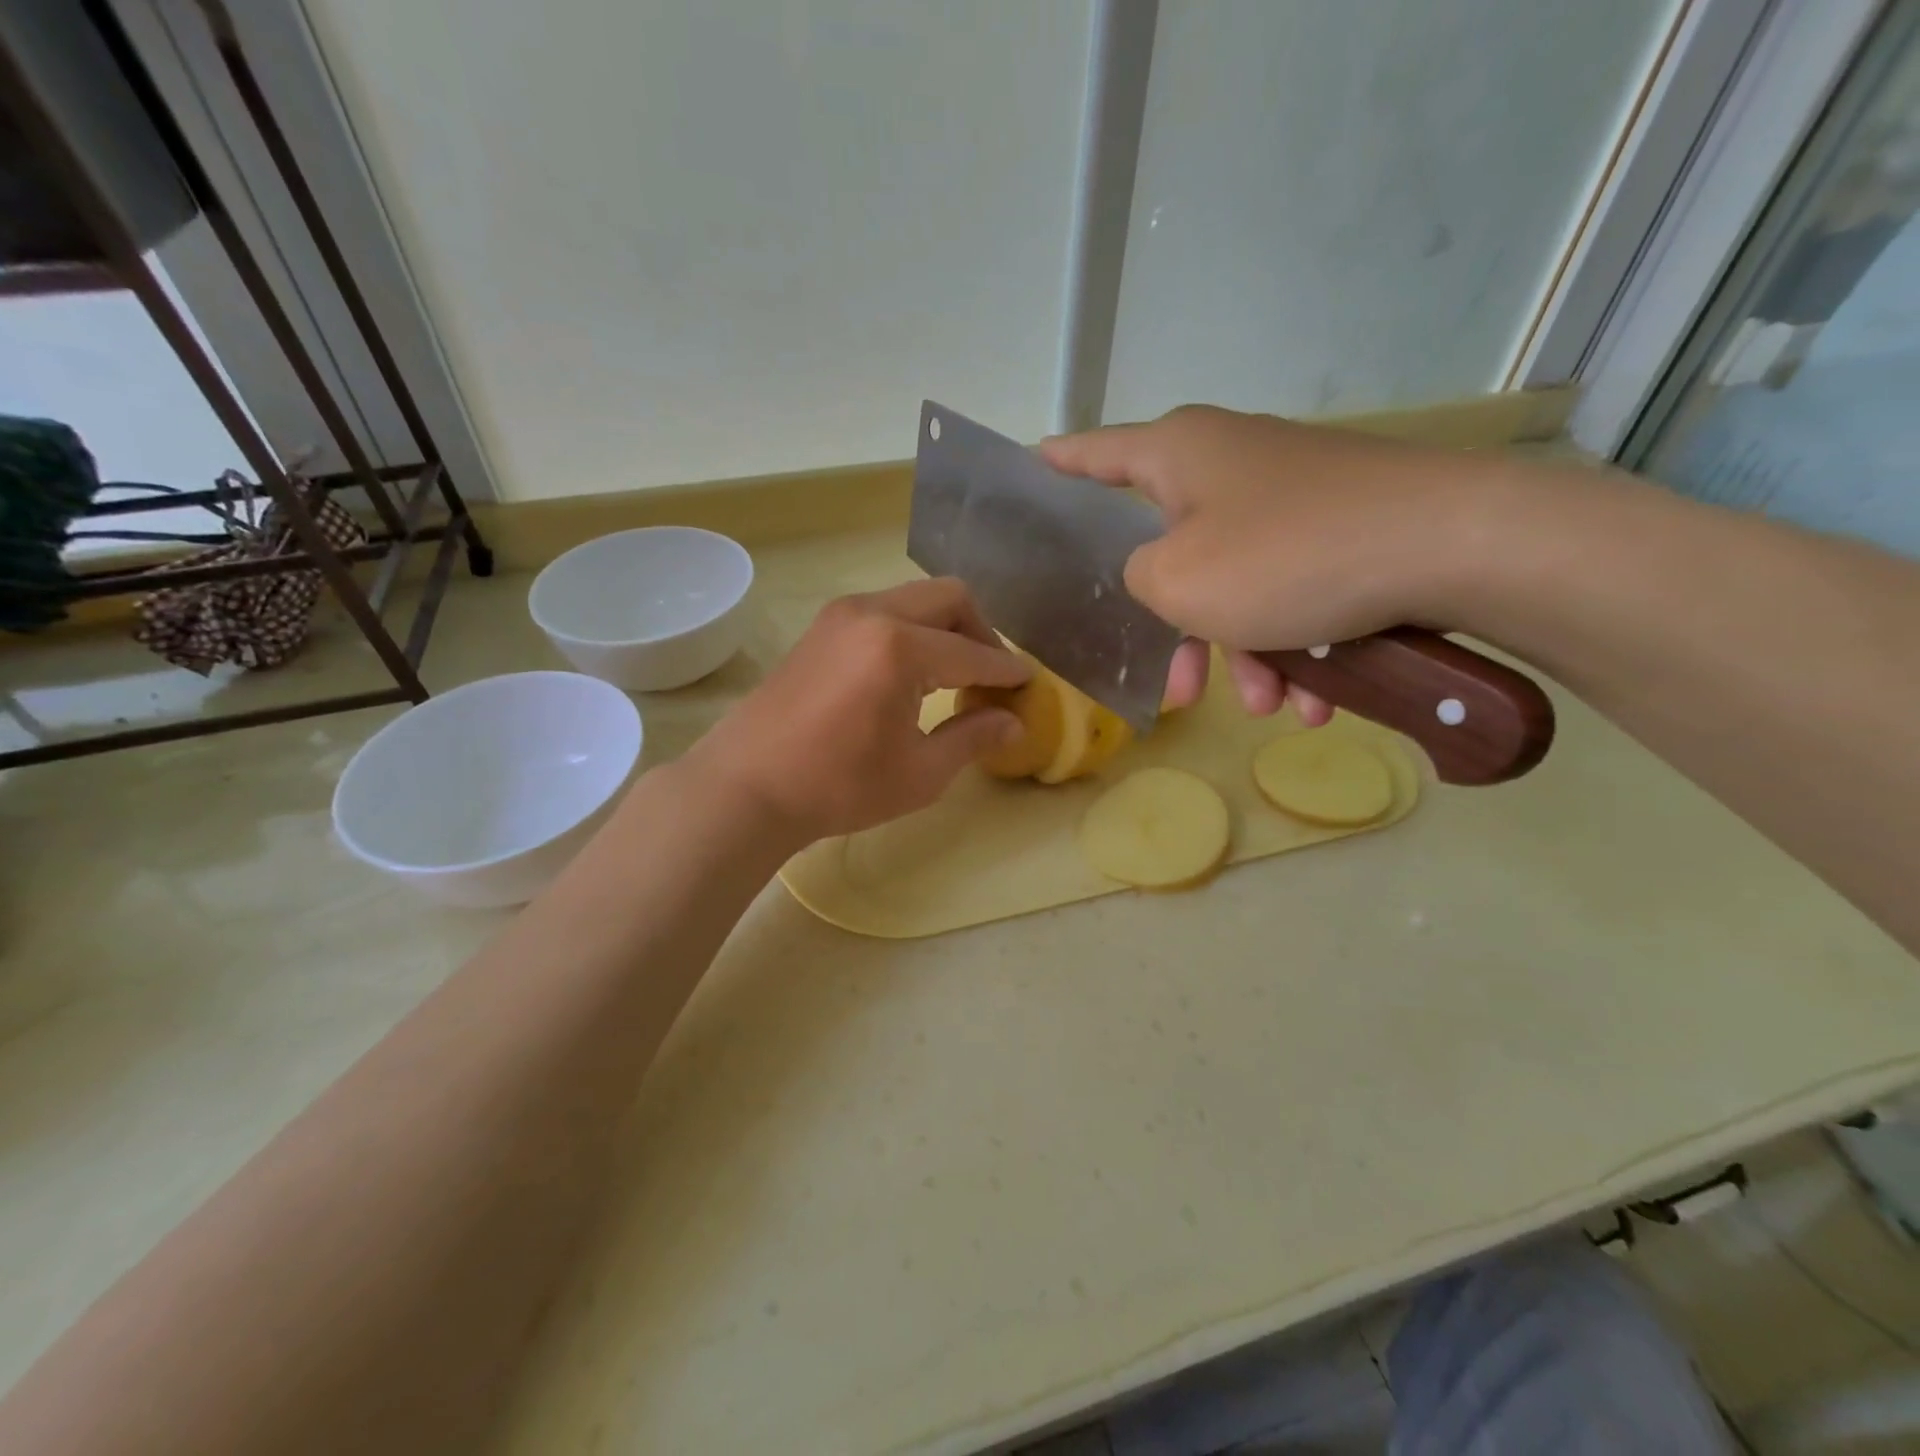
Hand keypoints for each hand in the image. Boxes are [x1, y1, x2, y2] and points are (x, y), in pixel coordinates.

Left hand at [682, 578, 1030, 841]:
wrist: (746, 787)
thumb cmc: (838, 787)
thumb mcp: (919, 773)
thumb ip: (972, 738)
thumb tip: (1014, 722)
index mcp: (900, 648)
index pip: (973, 653)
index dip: (1007, 670)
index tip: (1028, 684)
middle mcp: (872, 613)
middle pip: (949, 598)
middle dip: (980, 631)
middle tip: (989, 676)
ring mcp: (840, 615)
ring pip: (914, 598)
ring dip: (944, 627)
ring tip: (952, 675)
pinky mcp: (821, 627)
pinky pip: (884, 610)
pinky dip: (911, 630)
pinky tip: (910, 673)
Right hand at [1040, 405, 1490, 720]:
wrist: (1454, 546)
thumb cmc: (1286, 558)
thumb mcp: (1178, 581)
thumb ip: (1137, 579)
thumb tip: (1158, 576)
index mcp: (1178, 455)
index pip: (1091, 454)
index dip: (1055, 465)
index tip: (1027, 468)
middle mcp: (1230, 464)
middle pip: (1170, 551)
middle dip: (1177, 633)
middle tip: (1178, 692)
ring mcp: (1290, 496)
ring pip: (1236, 587)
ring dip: (1246, 655)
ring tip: (1270, 708)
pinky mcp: (1340, 528)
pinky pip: (1291, 593)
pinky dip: (1297, 647)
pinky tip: (1315, 700)